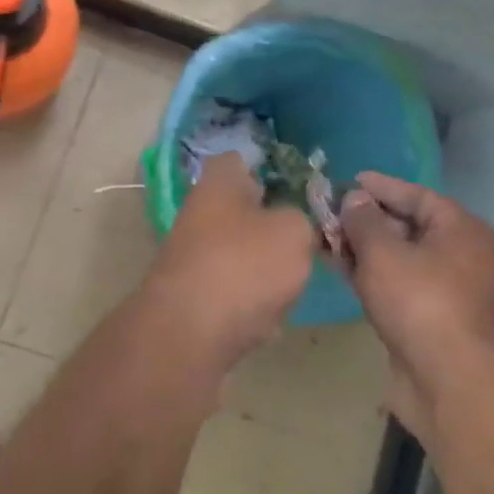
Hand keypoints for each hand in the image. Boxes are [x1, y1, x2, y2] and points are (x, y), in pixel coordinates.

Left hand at [141, 153, 315, 370]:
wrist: (189, 333)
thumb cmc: (244, 264)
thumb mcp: (294, 232)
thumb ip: (302, 220)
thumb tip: (293, 226)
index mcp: (219, 181)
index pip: (242, 160)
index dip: (271, 170)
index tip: (299, 190)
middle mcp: (200, 211)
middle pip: (245, 211)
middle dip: (273, 227)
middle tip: (305, 243)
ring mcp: (193, 255)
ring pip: (242, 253)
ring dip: (266, 270)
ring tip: (288, 287)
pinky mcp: (193, 295)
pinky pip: (233, 291)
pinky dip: (250, 304)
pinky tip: (265, 319)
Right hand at [337, 173, 493, 438]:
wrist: (448, 381)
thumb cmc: (419, 302)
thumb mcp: (382, 252)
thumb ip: (363, 220)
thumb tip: (355, 199)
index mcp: (462, 229)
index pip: (417, 195)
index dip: (380, 187)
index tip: (348, 180)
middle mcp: (463, 255)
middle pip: (408, 226)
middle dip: (367, 220)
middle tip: (331, 212)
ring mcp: (449, 290)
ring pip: (400, 258)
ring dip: (364, 249)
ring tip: (327, 238)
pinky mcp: (433, 319)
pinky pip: (399, 285)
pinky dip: (372, 275)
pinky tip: (341, 269)